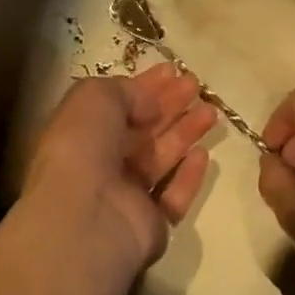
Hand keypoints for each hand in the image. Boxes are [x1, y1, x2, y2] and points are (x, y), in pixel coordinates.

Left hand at [23, 63, 215, 274]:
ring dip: (185, 132)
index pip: (118, 104)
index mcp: (82, 132)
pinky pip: (173, 196)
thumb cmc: (82, 147)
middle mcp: (102, 163)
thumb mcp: (95, 97)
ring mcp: (126, 196)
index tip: (173, 70)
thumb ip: (127, 91)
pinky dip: (188, 176)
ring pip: (161, 158)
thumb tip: (151, 104)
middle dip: (170, 105)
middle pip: (143, 129)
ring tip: (211, 111)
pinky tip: (202, 154)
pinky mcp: (149, 224)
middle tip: (196, 85)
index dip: (145, 86)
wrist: (84, 218)